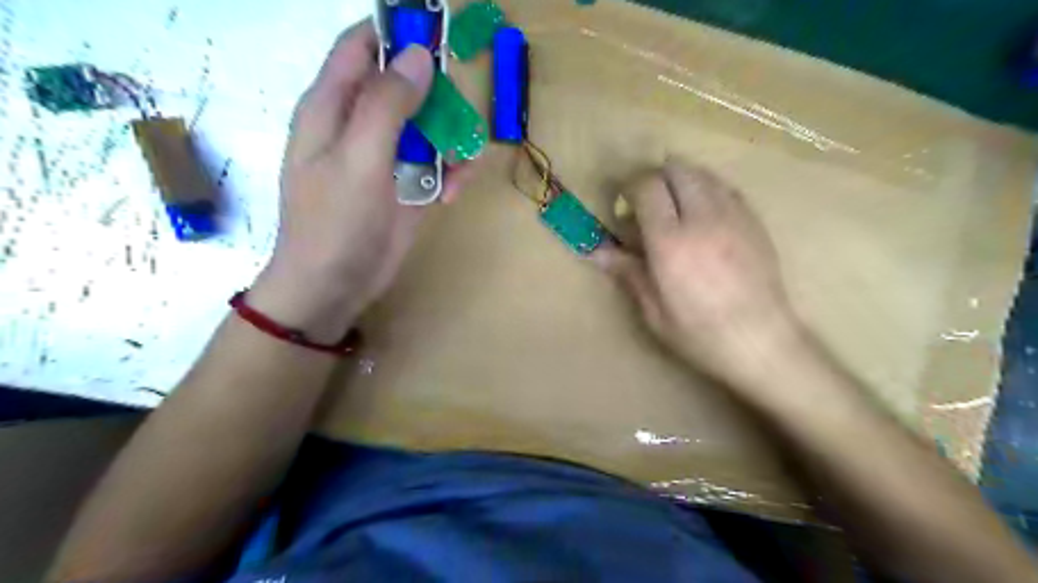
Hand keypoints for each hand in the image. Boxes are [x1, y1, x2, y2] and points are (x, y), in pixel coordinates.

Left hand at [248, 21, 475, 341]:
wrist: (334, 287)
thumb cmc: (335, 222)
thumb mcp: (358, 159)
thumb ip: (386, 106)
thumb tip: (417, 56)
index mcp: (332, 107)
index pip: (361, 47)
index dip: (395, 33)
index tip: (436, 34)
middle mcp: (359, 126)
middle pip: (402, 87)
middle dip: (434, 94)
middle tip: (459, 111)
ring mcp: (385, 159)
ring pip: (425, 128)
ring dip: (448, 140)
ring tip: (460, 163)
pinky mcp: (405, 188)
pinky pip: (434, 167)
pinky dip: (449, 175)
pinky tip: (453, 192)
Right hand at [591, 159, 801, 387]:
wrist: (761, 341)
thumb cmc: (700, 334)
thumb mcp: (654, 311)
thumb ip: (628, 273)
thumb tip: (597, 252)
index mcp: (670, 243)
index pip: (647, 187)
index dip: (630, 187)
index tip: (624, 204)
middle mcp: (702, 219)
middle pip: (676, 169)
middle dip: (655, 178)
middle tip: (648, 204)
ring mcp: (733, 215)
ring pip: (702, 173)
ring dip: (681, 180)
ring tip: (675, 207)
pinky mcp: (754, 220)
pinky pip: (725, 187)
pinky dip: (707, 189)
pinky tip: (704, 215)